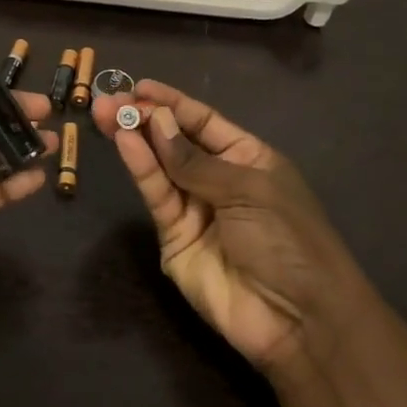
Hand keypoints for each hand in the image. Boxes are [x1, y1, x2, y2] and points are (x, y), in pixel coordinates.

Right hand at [91, 81, 366, 375]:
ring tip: (107, 113)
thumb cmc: (288, 240)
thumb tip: (156, 123)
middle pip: (176, 142)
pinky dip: (141, 168)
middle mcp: (219, 180)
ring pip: (160, 166)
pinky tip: (125, 142)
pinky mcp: (174, 237)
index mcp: (249, 159)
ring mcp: (195, 209)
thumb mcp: (247, 190)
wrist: (298, 320)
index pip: (204, 122)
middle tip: (110, 100)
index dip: (173, 103)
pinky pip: (157, 195)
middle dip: (145, 119)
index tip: (139, 86)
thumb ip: (195, 160)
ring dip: (135, 139)